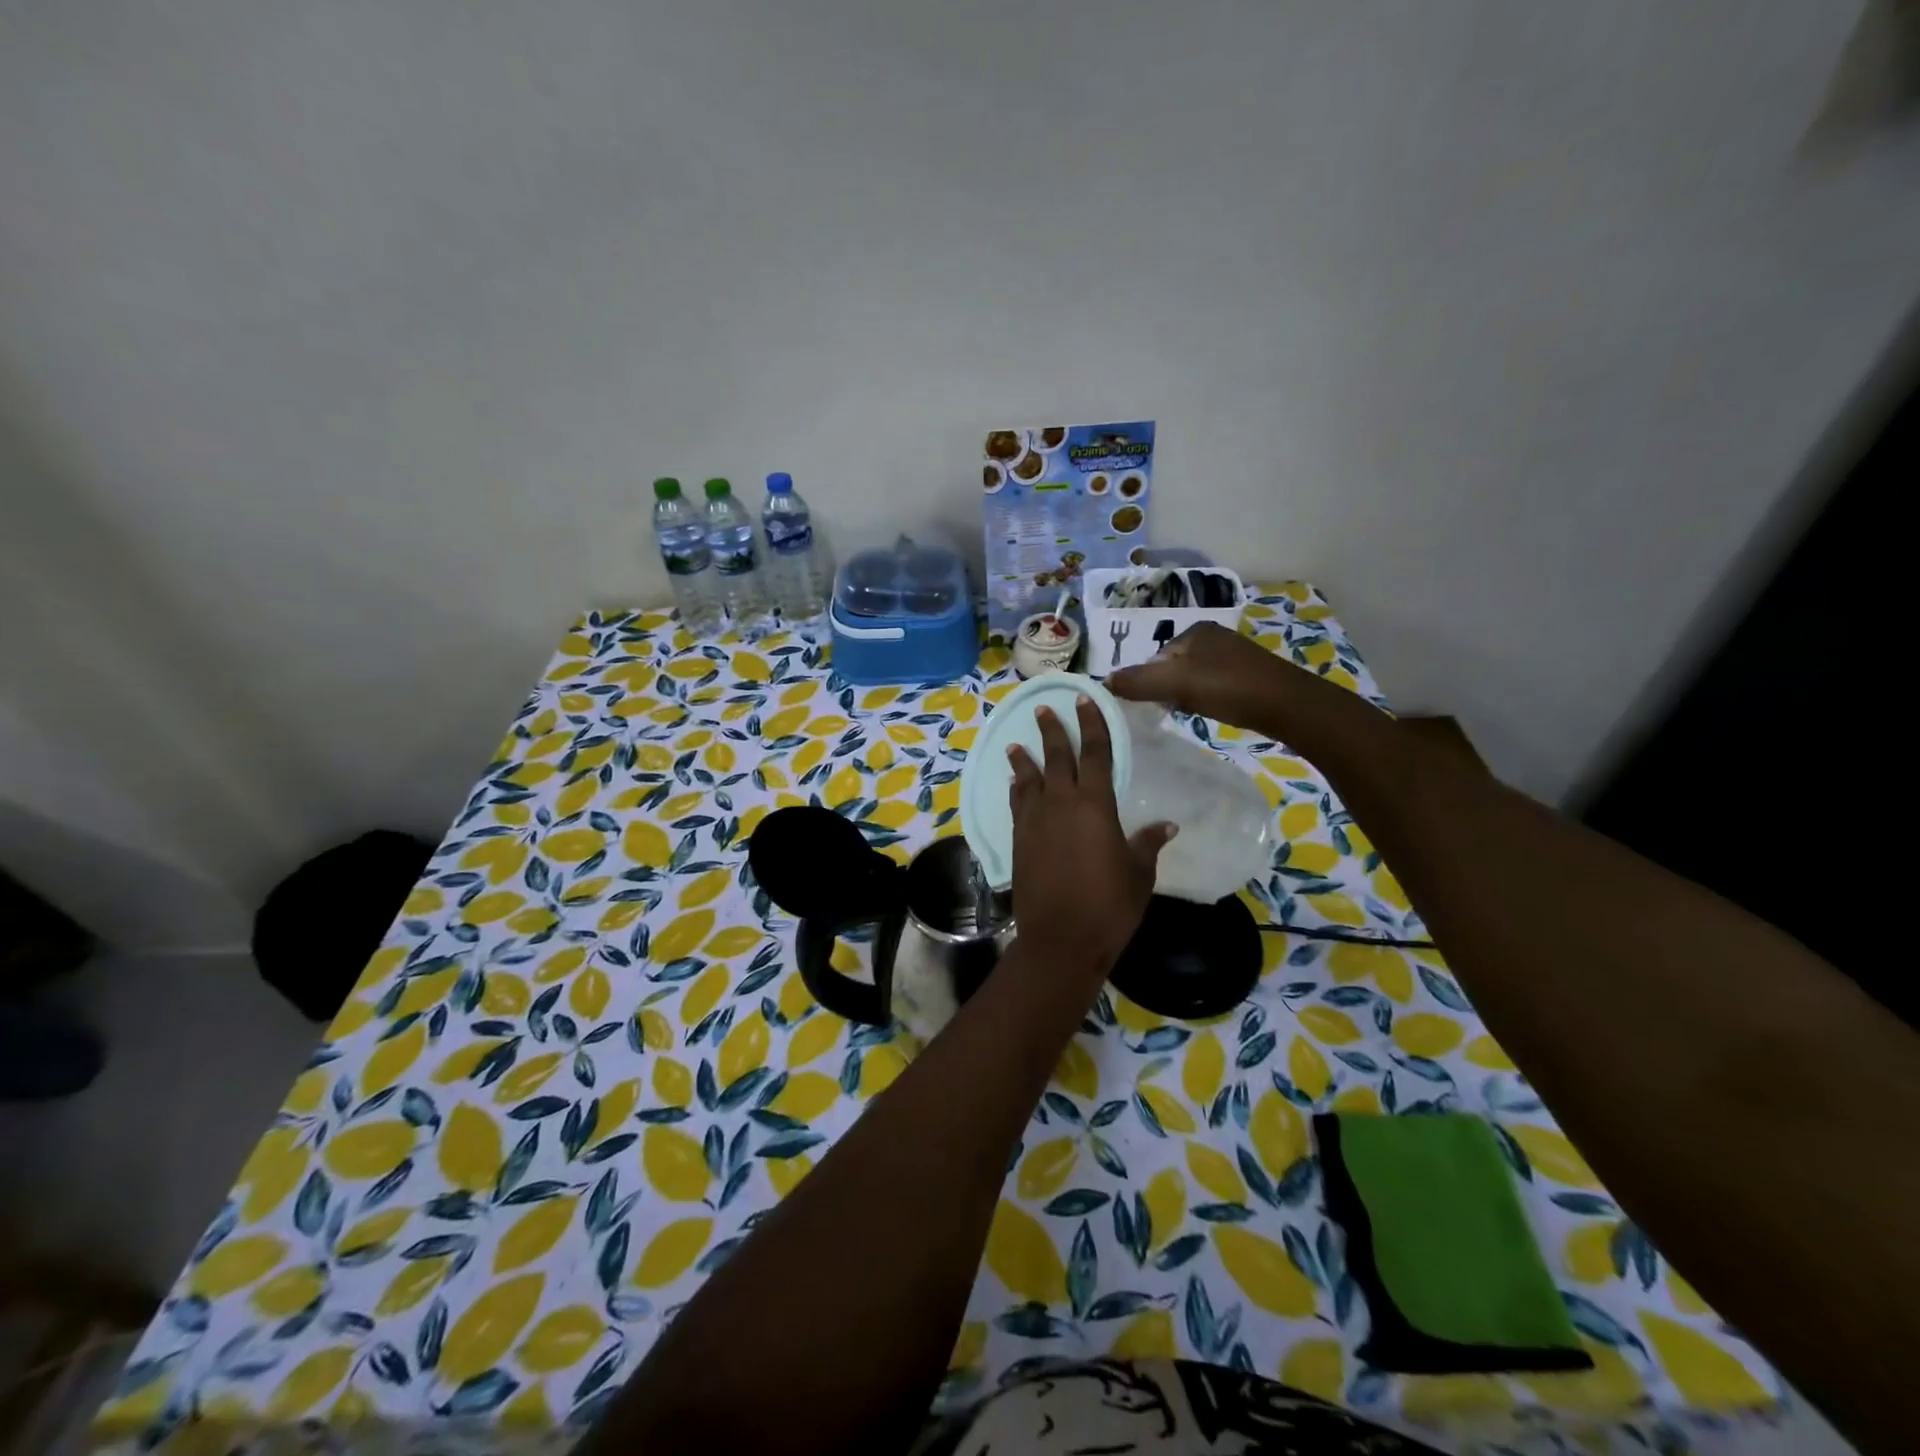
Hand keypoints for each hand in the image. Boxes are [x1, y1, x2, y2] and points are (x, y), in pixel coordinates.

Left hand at [1007, 697, 1173, 971]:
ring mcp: (1034, 822)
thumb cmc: (1109, 905)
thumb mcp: (1138, 873)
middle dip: (1051, 731)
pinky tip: (1014, 785)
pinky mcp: (1017, 841)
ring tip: (1015, 744)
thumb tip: (1166, 825)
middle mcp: (1060, 803)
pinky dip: (1016, 790)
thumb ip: (1147, 844)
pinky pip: (1017, 805)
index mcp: (1094, 805)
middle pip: (1056, 758)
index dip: (1091, 724)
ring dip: (1023, 760)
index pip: (1095, 753)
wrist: (1060, 939)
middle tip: (1043, 709)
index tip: (1084, 701)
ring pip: (1028, 779)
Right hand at [1108, 621, 1297, 729]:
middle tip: (1173, 710)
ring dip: (1187, 696)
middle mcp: (1214, 636)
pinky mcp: (1249, 675)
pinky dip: (1207, 699)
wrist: (1287, 705)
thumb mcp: (1175, 683)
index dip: (1149, 681)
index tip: (1155, 703)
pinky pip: (1214, 686)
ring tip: (1192, 713)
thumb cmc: (1228, 688)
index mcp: (1195, 631)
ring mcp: (1234, 655)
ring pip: (1193, 678)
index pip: (1156, 656)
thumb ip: (1138, 682)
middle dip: (1168, 689)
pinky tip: (1214, 712)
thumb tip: (1102, 681)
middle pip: (1174, 666)